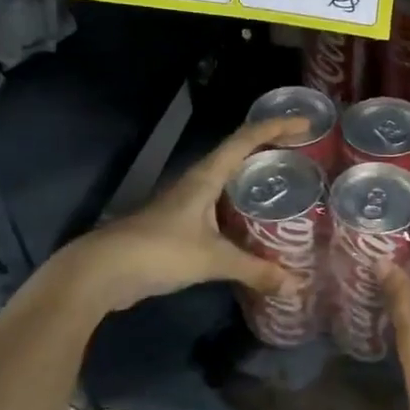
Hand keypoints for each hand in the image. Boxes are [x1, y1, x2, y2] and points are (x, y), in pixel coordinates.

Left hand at [53, 115, 307, 315]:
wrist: (101, 272)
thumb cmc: (158, 252)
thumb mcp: (212, 260)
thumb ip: (255, 270)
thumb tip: (295, 286)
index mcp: (205, 177)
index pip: (246, 139)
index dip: (277, 127)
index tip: (308, 124)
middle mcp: (197, 182)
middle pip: (238, 153)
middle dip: (270, 148)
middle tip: (304, 154)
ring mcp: (186, 203)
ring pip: (228, 180)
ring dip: (255, 177)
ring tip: (286, 185)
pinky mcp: (180, 225)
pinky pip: (220, 206)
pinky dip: (242, 207)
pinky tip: (255, 225)